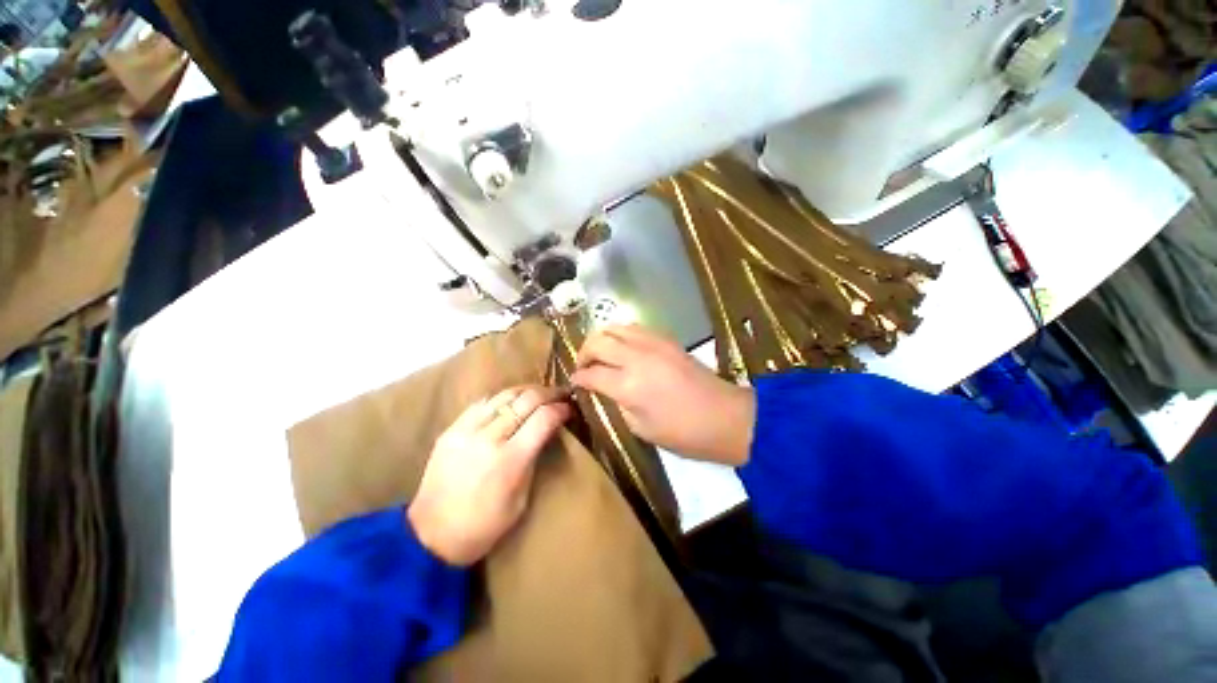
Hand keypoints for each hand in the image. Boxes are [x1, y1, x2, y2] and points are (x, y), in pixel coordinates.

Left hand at [407, 385, 571, 565]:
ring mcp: (466, 431)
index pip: (543, 419)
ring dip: (526, 390)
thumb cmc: (484, 526)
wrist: (431, 536)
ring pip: (504, 395)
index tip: (569, 408)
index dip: (560, 409)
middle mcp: (489, 438)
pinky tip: (510, 400)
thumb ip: (534, 459)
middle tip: (559, 394)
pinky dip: (501, 397)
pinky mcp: (451, 430)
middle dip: (548, 393)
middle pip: (526, 400)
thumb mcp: (521, 499)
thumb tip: (547, 431)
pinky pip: (482, 402)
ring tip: (538, 392)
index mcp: (510, 460)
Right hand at [572, 325, 754, 465]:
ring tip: (600, 353)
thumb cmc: (683, 433)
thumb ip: (618, 403)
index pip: (592, 373)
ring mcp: (653, 344)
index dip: (579, 377)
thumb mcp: (641, 428)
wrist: (725, 417)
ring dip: (601, 338)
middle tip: (583, 366)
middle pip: (598, 341)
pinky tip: (623, 348)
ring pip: (615, 327)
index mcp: (628, 386)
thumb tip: (606, 388)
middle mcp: (637, 358)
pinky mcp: (667, 339)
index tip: (574, 381)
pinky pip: (635, 328)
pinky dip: (622, 335)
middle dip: (584, 352)